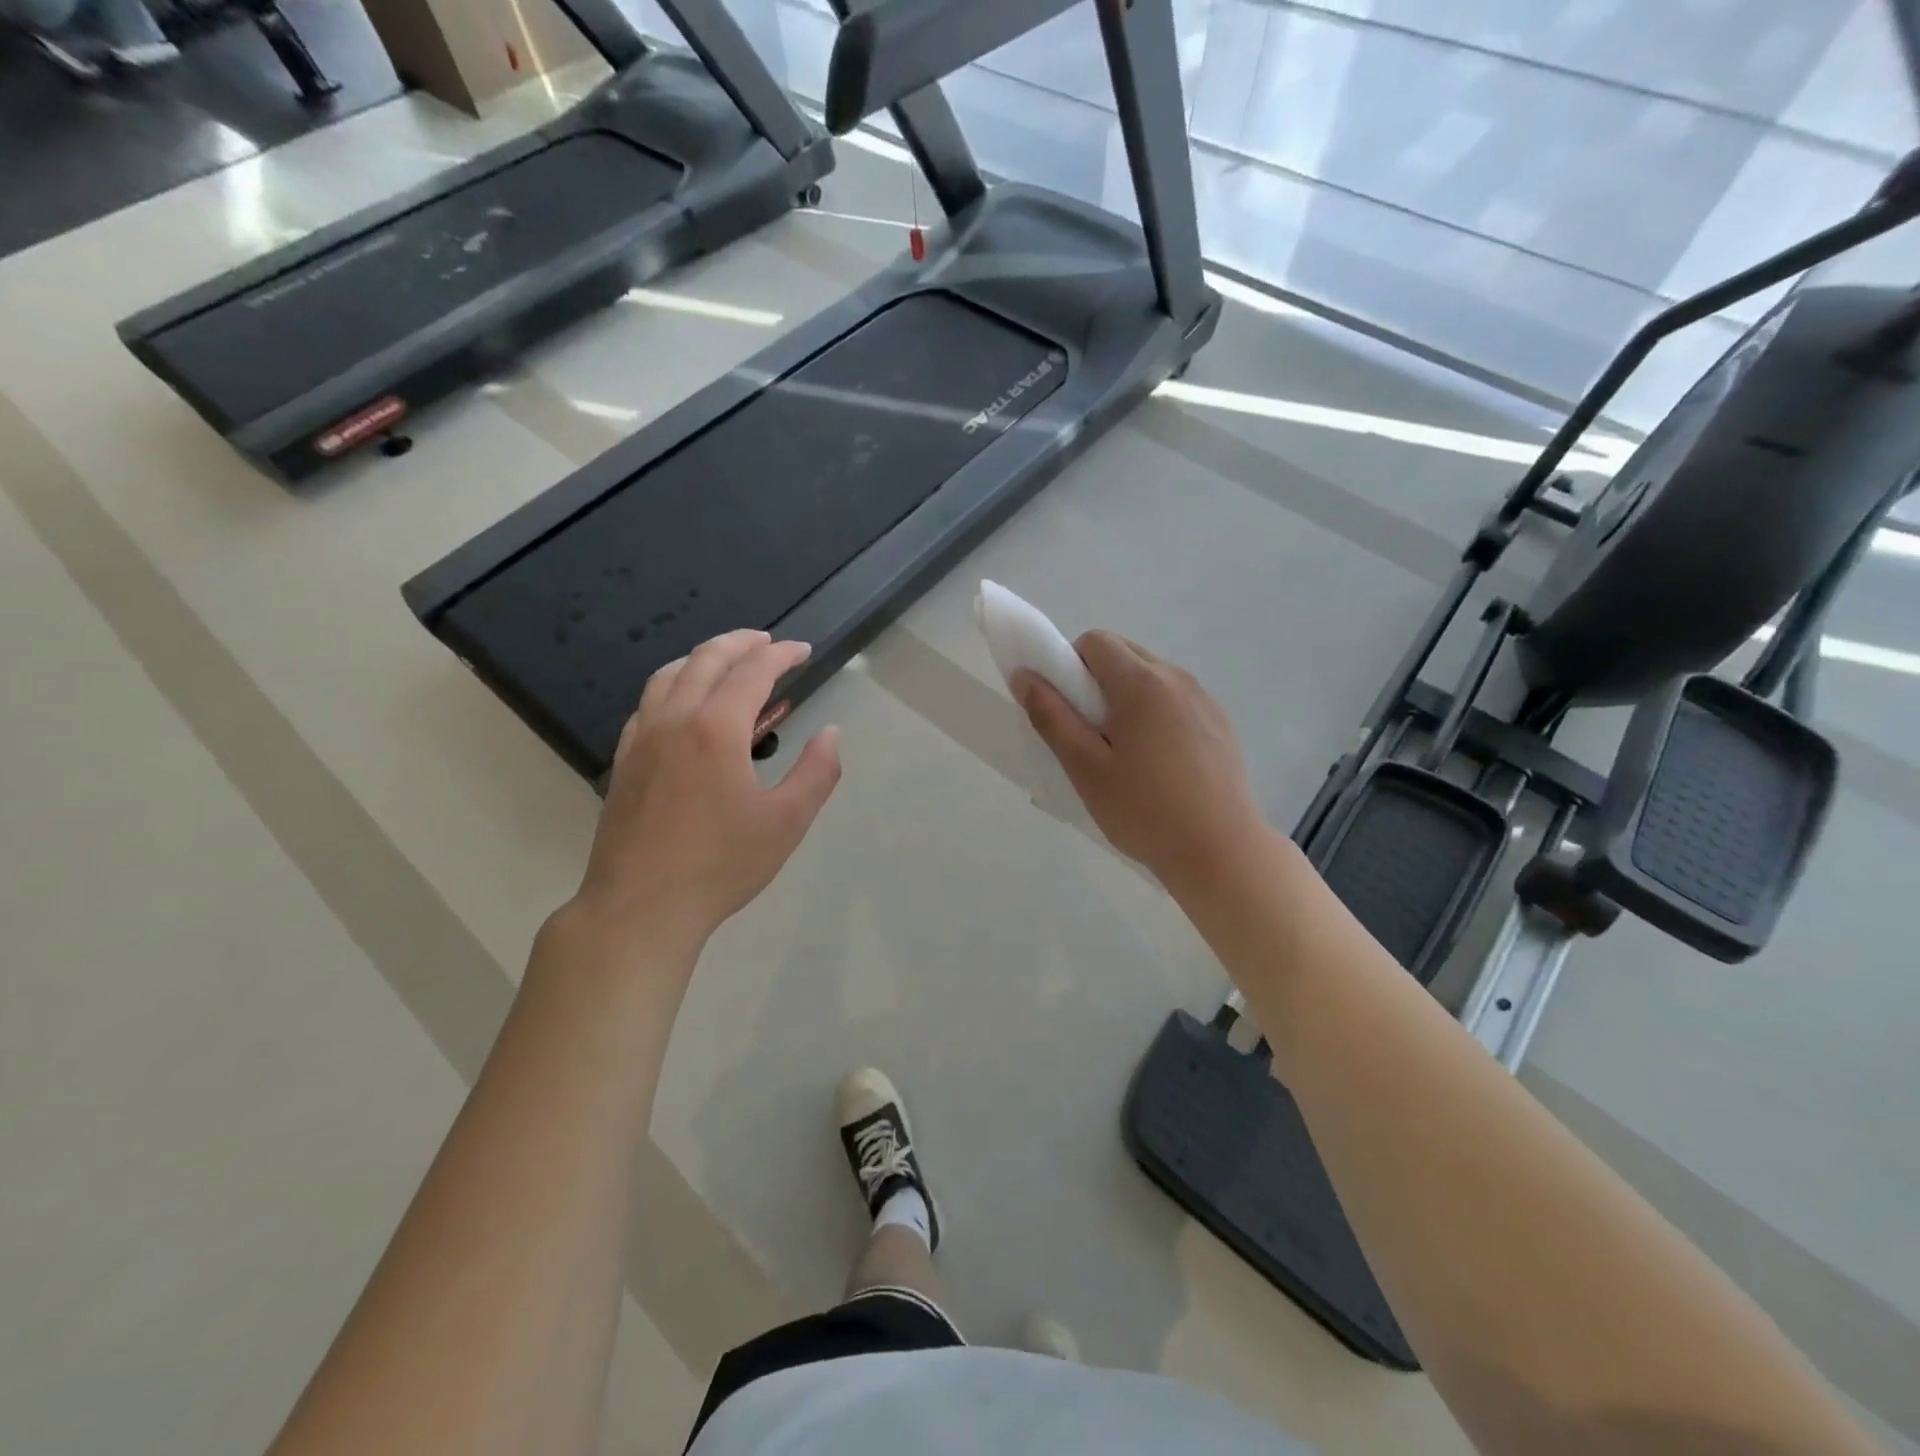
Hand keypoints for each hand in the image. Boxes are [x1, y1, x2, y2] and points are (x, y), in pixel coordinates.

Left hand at [572, 630, 841, 956]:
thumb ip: (817, 772)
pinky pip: (648, 703)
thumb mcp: (788, 822)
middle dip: (741, 642)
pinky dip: (674, 686)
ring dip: (703, 658)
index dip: (781, 655)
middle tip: (769, 642)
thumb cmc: (721, 865)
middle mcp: (673, 719)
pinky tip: (688, 707)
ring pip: (669, 675)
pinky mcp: (624, 760)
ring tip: (729, 663)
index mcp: (715, 729)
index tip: (803, 651)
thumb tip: (830, 733)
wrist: (640, 907)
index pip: (752, 671)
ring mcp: (641, 738)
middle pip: (706, 659)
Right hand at [1015, 632, 1267, 895]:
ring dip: (1128, 695)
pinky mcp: (1220, 721)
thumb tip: (1024, 676)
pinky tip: (1159, 762)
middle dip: (1097, 678)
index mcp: (1141, 683)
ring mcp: (1203, 698)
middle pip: (1125, 652)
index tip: (1067, 708)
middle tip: (1090, 732)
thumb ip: (1051, 717)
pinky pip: (1176, 697)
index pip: (1095, 641)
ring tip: (1126, 751)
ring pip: (1152, 674)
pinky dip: (1156, 711)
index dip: (1069, 664)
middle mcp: (1176, 677)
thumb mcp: (1085, 768)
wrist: (1221, 851)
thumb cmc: (1144, 811)